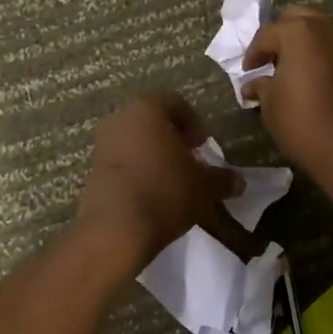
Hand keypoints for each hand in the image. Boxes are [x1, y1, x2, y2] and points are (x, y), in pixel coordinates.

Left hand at [75, 93, 236, 272]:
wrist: (116, 230)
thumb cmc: (166, 192)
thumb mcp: (205, 186)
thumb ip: (223, 179)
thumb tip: (240, 182)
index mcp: (147, 109)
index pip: (176, 103)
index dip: (194, 123)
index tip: (203, 146)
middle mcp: (120, 118)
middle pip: (153, 120)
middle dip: (173, 137)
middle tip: (190, 161)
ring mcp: (102, 143)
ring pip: (135, 139)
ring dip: (154, 154)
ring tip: (172, 179)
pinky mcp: (92, 168)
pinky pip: (121, 160)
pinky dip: (138, 169)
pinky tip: (152, 192)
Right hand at [241, 5, 332, 182]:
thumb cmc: (303, 121)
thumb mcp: (271, 104)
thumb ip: (261, 86)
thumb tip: (253, 84)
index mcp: (299, 32)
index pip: (267, 34)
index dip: (253, 53)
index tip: (247, 71)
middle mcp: (327, 27)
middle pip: (297, 19)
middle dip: (281, 35)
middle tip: (269, 59)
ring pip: (320, 29)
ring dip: (303, 42)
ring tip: (290, 67)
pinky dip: (321, 53)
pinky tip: (310, 76)